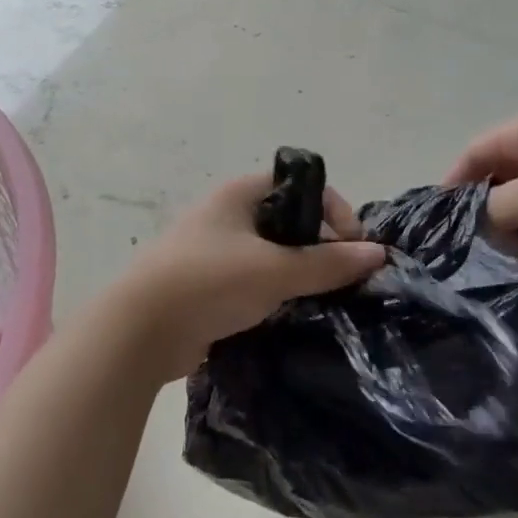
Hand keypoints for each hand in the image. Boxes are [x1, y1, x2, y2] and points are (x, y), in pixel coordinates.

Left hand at [103, 174, 387, 380]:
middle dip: (319, 244)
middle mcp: (227, 213)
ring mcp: (215, 249)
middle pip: (288, 219)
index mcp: (240, 193)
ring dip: (298, 271)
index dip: (334, 210)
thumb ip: (327, 263)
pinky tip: (292, 313)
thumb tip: (379, 254)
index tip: (353, 248)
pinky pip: (254, 279)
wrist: (139, 331)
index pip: (302, 185)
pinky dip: (275, 292)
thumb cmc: (209, 282)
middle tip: (342, 276)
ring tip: (323, 298)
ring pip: (272, 252)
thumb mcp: (275, 270)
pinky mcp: (208, 284)